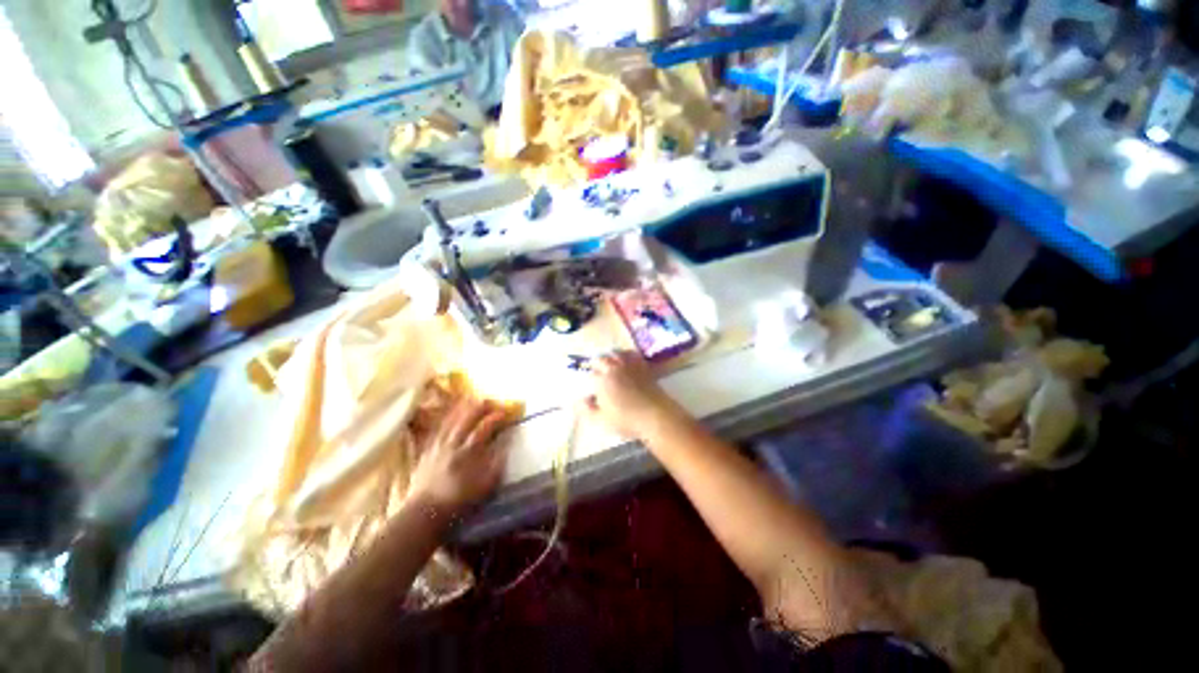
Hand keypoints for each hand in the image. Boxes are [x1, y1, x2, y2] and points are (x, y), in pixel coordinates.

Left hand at [408, 397, 508, 516]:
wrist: (425, 514)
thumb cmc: (460, 502)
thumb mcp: (486, 485)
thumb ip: (497, 462)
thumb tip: (506, 443)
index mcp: (469, 452)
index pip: (484, 427)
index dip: (495, 417)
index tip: (505, 412)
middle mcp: (453, 445)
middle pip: (466, 420)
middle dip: (478, 407)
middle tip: (487, 399)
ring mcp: (437, 447)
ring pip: (450, 422)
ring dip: (460, 409)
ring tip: (468, 400)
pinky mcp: (426, 453)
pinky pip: (436, 431)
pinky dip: (443, 421)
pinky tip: (447, 417)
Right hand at [581, 351, 678, 439]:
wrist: (655, 415)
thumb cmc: (626, 420)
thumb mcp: (601, 420)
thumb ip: (587, 409)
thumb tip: (581, 399)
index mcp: (602, 380)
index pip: (591, 375)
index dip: (590, 380)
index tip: (591, 387)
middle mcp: (614, 368)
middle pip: (601, 360)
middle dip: (597, 365)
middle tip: (597, 371)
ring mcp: (629, 365)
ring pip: (615, 354)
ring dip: (610, 357)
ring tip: (609, 362)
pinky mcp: (643, 366)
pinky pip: (632, 355)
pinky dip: (626, 354)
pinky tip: (627, 358)